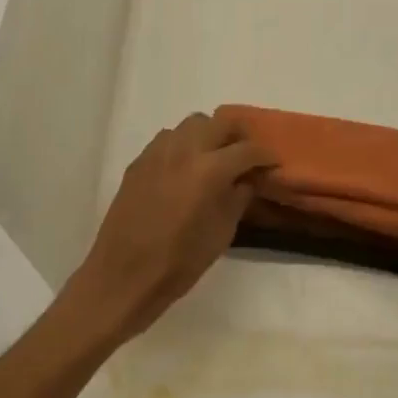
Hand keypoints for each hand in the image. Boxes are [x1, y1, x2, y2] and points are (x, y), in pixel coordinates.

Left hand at [69, 113, 274, 337]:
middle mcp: (184, 150)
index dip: (265, 155)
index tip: (273, 163)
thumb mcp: (221, 233)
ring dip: (208, 135)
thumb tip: (247, 179)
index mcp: (210, 170)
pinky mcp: (138, 162)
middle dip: (238, 136)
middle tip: (246, 156)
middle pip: (219, 122)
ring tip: (214, 159)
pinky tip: (185, 169)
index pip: (247, 150)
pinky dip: (183, 145)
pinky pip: (167, 139)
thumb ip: (238, 198)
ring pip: (191, 125)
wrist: (124, 275)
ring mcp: (157, 153)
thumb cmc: (180, 262)